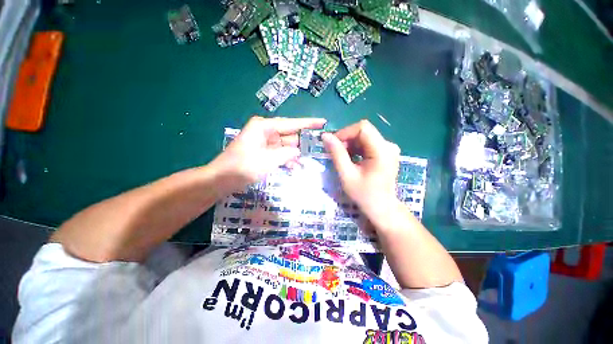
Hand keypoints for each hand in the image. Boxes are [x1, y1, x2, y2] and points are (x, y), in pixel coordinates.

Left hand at [211, 116, 325, 189]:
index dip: (309, 123)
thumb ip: (287, 154)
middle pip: (290, 135)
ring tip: (308, 162)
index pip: (292, 123)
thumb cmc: (243, 167)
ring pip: (286, 146)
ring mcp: (264, 142)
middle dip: (302, 143)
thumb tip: (298, 152)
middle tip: (319, 149)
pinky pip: (279, 154)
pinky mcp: (263, 152)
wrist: (222, 179)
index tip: (323, 122)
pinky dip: (286, 160)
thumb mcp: (268, 160)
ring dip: (295, 155)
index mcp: (264, 127)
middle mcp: (265, 131)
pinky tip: (295, 167)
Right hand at [322, 120, 401, 221]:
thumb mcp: (347, 175)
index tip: (333, 144)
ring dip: (350, 145)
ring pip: (364, 137)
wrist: (381, 208)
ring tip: (343, 159)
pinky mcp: (386, 152)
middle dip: (346, 140)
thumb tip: (325, 136)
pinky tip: (351, 160)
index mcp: (382, 150)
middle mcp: (389, 145)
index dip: (345, 132)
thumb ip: (336, 154)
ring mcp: (388, 149)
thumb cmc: (364, 194)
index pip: (362, 127)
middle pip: (363, 131)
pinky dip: (356, 149)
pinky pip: (367, 143)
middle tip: (335, 154)